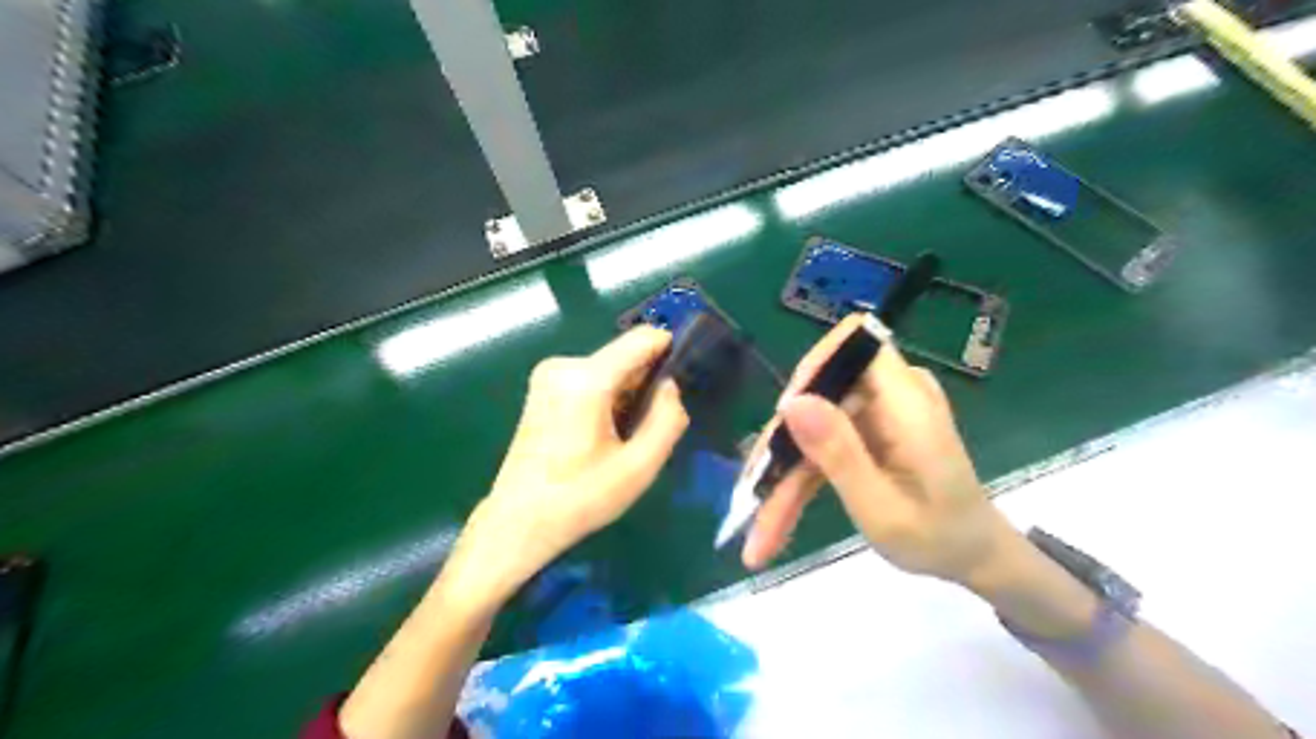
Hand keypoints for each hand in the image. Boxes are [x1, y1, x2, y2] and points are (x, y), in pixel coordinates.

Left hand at [440, 326, 690, 608]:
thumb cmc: (581, 497)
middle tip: (653, 425)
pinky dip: (607, 396)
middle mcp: (564, 365)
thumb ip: (667, 420)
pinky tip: (604, 433)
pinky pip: (591, 378)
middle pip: (625, 356)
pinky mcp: (543, 387)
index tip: (687, 376)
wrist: (519, 521)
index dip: (670, 349)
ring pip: (609, 368)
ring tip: (626, 436)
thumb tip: (671, 387)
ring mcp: (549, 374)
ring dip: (627, 393)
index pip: (642, 339)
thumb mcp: (639, 467)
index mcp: (587, 380)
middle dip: (646, 382)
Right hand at [739, 311, 1015, 588]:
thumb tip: (792, 401)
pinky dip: (799, 477)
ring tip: (760, 530)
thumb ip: (839, 454)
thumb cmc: (940, 540)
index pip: (854, 344)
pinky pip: (821, 442)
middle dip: (783, 447)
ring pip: (812, 424)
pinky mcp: (866, 430)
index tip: (783, 421)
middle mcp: (892, 395)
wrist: (972, 557)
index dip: (812, 369)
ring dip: (784, 473)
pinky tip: (776, 520)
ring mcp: (877, 413)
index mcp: (907, 402)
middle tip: (753, 498)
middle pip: (820, 394)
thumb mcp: (883, 510)